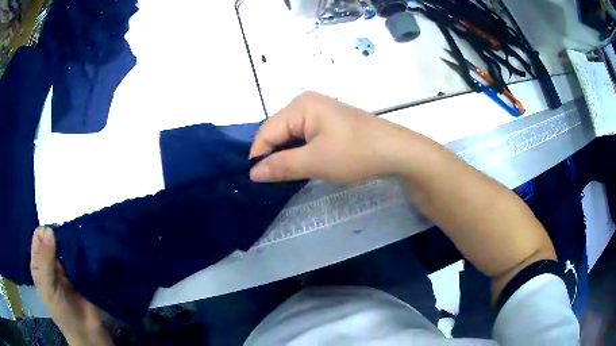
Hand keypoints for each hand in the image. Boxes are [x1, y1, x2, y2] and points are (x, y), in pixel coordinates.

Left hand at [30, 227, 111, 345]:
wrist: (88, 333)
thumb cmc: (62, 312)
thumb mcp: (48, 288)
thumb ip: (45, 260)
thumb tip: (50, 229)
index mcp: (39, 263)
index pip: (39, 236)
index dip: (46, 232)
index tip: (56, 236)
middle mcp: (51, 260)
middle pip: (53, 236)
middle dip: (61, 233)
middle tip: (71, 236)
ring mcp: (67, 265)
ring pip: (68, 243)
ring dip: (74, 240)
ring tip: (82, 239)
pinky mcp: (82, 270)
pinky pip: (82, 253)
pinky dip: (84, 248)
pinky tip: (89, 246)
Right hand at [249, 92, 407, 182]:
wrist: (396, 151)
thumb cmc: (355, 153)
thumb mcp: (315, 161)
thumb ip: (281, 166)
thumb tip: (253, 173)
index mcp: (300, 105)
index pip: (267, 131)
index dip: (258, 155)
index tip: (255, 180)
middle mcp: (306, 102)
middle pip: (277, 130)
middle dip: (272, 154)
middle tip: (269, 180)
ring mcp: (320, 111)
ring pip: (291, 134)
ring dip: (286, 154)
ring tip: (283, 175)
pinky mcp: (329, 122)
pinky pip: (305, 135)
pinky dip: (300, 150)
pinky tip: (301, 164)